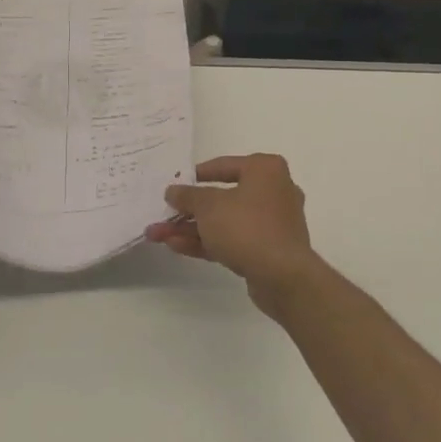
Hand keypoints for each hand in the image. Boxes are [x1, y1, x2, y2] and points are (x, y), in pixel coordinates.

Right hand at [147, 154, 322, 317]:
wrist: (282, 275)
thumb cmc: (247, 226)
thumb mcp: (209, 206)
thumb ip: (188, 197)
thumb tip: (173, 191)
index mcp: (265, 169)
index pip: (224, 165)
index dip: (195, 175)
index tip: (174, 184)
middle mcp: (273, 190)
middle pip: (222, 196)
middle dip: (188, 210)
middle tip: (162, 215)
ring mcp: (272, 222)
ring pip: (225, 221)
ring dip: (192, 228)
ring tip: (158, 235)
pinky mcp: (268, 248)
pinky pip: (233, 238)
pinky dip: (207, 241)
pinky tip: (177, 246)